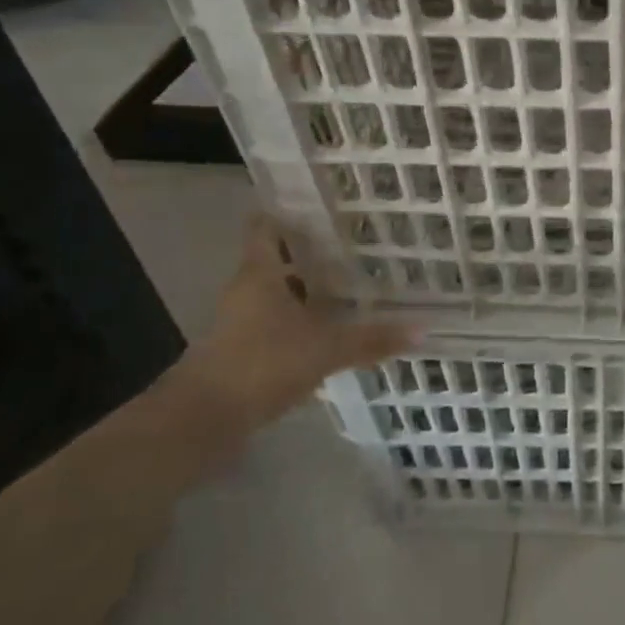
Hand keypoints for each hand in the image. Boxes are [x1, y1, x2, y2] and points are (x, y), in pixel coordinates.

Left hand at [182, 218, 418, 446]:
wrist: (202, 420)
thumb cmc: (261, 364)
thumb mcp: (325, 349)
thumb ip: (371, 339)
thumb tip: (422, 330)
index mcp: (259, 274)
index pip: (265, 227)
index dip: (287, 211)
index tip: (318, 204)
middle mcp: (246, 291)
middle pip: (276, 259)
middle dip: (310, 252)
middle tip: (354, 244)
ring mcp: (241, 322)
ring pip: (278, 293)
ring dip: (307, 289)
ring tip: (351, 284)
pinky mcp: (243, 351)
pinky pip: (277, 323)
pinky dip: (301, 321)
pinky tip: (330, 329)